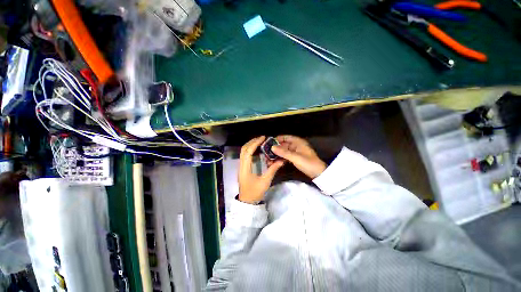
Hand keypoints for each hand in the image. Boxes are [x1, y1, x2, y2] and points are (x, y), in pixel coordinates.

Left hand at [239, 136, 284, 203]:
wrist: (247, 201)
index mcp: (245, 168)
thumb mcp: (265, 182)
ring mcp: (241, 167)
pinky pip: (244, 156)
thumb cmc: (255, 193)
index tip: (262, 138)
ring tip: (259, 141)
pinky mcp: (242, 168)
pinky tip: (256, 150)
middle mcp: (241, 165)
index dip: (255, 143)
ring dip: (250, 145)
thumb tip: (281, 161)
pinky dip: (250, 150)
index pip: (248, 152)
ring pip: (243, 152)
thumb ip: (272, 170)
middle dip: (252, 142)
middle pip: (244, 149)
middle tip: (262, 138)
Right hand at [272, 135, 326, 178]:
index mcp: (298, 142)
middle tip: (267, 152)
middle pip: (283, 145)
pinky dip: (281, 158)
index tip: (269, 142)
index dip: (277, 139)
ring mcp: (295, 152)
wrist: (318, 173)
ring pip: (284, 151)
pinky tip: (275, 162)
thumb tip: (272, 147)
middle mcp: (296, 145)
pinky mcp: (295, 158)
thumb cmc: (308, 163)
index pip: (286, 137)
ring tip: (269, 158)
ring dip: (277, 154)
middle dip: (276, 148)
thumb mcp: (295, 157)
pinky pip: (286, 156)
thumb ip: (284, 152)